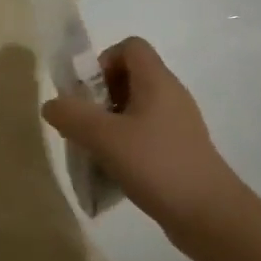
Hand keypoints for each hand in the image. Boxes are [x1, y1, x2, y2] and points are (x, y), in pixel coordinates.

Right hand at [40, 37, 243, 235]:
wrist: (208, 214)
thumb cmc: (156, 164)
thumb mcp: (104, 138)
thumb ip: (72, 116)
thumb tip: (51, 105)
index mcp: (157, 81)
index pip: (130, 46)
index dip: (103, 61)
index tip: (87, 94)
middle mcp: (170, 95)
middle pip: (129, 77)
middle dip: (99, 97)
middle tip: (84, 125)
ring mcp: (177, 124)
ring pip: (135, 109)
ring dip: (109, 124)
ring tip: (95, 151)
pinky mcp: (179, 150)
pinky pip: (145, 134)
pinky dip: (125, 145)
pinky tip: (115, 171)